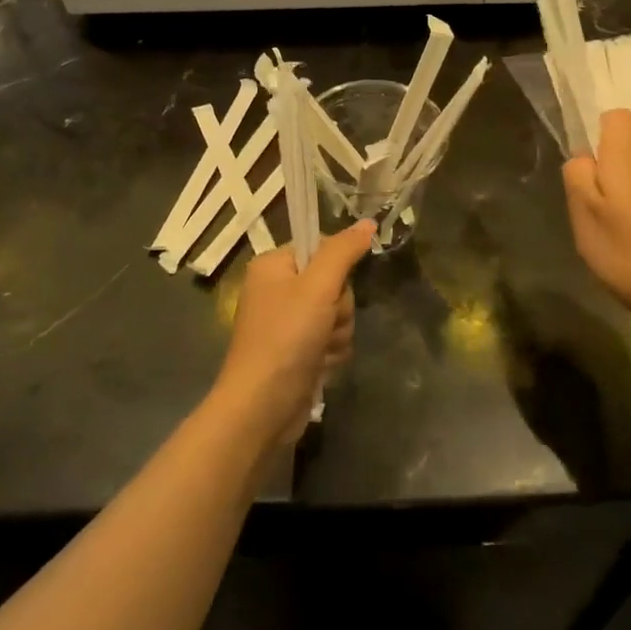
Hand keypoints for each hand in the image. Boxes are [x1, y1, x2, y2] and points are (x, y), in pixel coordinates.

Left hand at [213, 221, 376, 445]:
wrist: (262, 407)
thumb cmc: (286, 338)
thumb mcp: (318, 287)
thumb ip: (344, 251)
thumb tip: (368, 222)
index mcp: (273, 266)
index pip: (321, 248)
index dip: (336, 269)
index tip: (331, 289)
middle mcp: (278, 290)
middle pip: (334, 284)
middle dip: (338, 309)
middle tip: (324, 323)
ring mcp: (288, 324)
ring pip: (338, 315)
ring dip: (338, 334)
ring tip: (319, 350)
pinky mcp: (298, 352)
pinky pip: (332, 340)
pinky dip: (331, 353)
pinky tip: (319, 367)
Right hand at [563, 109, 630, 318]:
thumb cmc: (618, 246)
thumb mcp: (582, 209)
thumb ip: (577, 174)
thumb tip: (583, 157)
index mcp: (626, 160)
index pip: (619, 117)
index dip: (599, 126)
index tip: (585, 156)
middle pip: (620, 149)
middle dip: (599, 169)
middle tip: (585, 204)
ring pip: (627, 175)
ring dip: (611, 193)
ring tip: (602, 226)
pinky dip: (625, 208)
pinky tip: (620, 237)